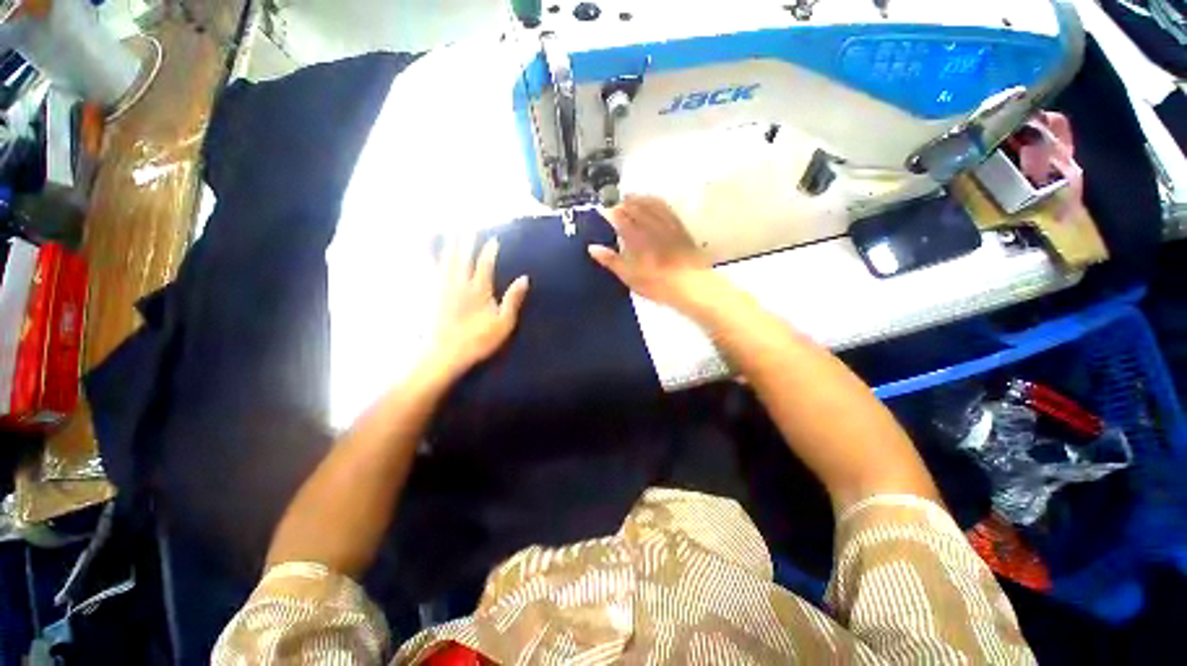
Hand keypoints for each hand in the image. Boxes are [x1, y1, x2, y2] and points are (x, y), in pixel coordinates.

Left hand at [427, 236, 528, 381]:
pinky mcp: (430, 294)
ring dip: (447, 244)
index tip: (493, 239)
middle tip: (467, 224)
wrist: (444, 353)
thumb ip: (513, 299)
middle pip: (462, 256)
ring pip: (444, 259)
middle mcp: (459, 283)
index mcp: (479, 289)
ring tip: (447, 230)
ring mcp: (442, 287)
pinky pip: (428, 269)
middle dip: (466, 239)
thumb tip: (524, 278)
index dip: (489, 251)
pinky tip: (425, 252)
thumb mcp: (504, 323)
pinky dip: (427, 257)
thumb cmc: (479, 340)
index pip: (485, 264)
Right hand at [588, 195, 718, 310]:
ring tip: (632, 198)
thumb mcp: (629, 276)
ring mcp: (667, 224)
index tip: (604, 211)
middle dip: (624, 203)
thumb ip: (610, 260)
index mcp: (636, 237)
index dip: (611, 213)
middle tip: (616, 203)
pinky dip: (657, 202)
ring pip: (651, 205)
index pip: (620, 218)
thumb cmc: (656, 283)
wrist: (690, 284)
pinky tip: (655, 202)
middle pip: (635, 208)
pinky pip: (666, 208)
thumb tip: (592, 247)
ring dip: (640, 199)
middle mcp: (650, 225)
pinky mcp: (680, 227)